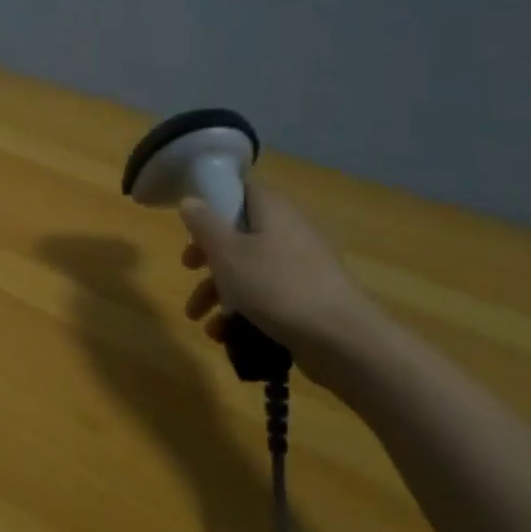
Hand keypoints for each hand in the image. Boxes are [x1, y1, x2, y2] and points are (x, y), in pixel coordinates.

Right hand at [178, 182, 380, 395]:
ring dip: (218, 291)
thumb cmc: (277, 286)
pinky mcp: (306, 298)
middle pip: (239, 233)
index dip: (213, 200)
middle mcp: (289, 232)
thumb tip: (190, 200)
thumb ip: (204, 224)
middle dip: (208, 255)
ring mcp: (300, 267)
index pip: (241, 190)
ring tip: (197, 317)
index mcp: (273, 211)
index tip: (190, 222)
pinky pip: (265, 296)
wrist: (343, 341)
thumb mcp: (227, 253)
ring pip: (248, 269)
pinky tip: (222, 334)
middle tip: (187, 268)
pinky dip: (242, 311)